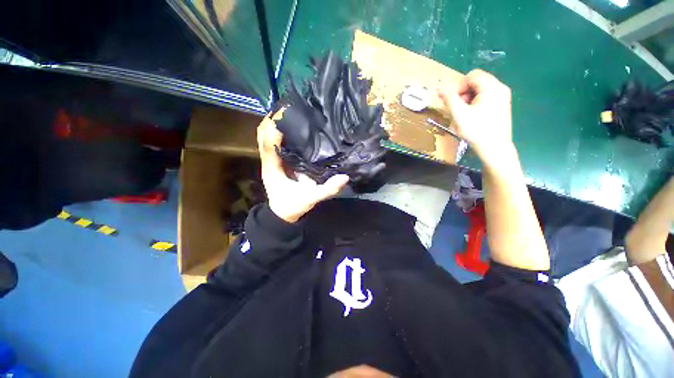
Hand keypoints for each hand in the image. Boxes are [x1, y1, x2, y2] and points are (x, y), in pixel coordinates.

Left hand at [257, 110, 349, 222]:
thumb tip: (344, 177)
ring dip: (273, 125)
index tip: (285, 112)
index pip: (268, 144)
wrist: (283, 214)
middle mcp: (269, 162)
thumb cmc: (293, 206)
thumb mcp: (311, 199)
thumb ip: (327, 189)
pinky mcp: (276, 162)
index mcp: (273, 169)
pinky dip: (277, 133)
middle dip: (272, 120)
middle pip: (263, 135)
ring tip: (289, 113)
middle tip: (288, 108)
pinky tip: (291, 128)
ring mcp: (271, 161)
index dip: (273, 127)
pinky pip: (273, 144)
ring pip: (266, 138)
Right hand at [438, 69, 515, 170]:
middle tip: (458, 109)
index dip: (458, 86)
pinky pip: (485, 97)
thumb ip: (449, 99)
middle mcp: (500, 88)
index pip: (472, 75)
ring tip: (464, 114)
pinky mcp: (502, 106)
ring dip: (468, 99)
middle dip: (463, 93)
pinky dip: (475, 103)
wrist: (495, 148)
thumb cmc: (476, 131)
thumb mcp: (459, 114)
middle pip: (477, 81)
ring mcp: (503, 97)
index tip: (452, 101)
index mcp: (492, 87)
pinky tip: (472, 116)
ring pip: (480, 90)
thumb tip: (440, 89)